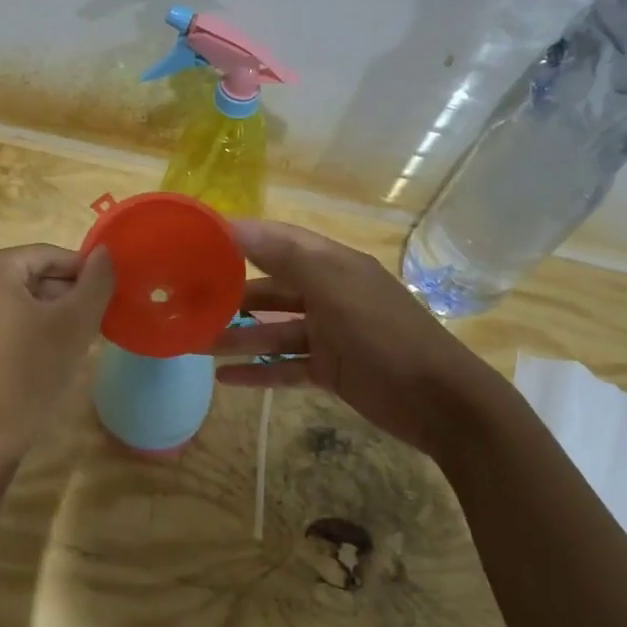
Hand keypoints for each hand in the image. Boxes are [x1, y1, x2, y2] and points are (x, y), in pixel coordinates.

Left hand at [0, 244, 115, 485]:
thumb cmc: (27, 374)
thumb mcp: (73, 324)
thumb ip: (96, 282)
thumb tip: (105, 253)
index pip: (50, 256)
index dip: (85, 275)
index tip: (110, 299)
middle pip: (31, 275)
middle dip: (66, 296)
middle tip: (96, 323)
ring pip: (18, 298)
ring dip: (49, 313)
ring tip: (77, 340)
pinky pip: (1, 316)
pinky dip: (27, 327)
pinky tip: (48, 352)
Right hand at [212, 220, 496, 454]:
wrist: (439, 400)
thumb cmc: (384, 334)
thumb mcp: (334, 286)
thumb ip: (284, 256)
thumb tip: (234, 225)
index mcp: (332, 265)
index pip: (277, 241)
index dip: (239, 238)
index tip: (196, 242)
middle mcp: (329, 293)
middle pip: (270, 289)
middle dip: (230, 296)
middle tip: (187, 303)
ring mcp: (330, 334)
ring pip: (273, 332)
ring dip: (237, 338)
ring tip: (195, 346)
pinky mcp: (331, 370)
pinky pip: (285, 367)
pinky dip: (257, 373)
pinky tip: (225, 379)